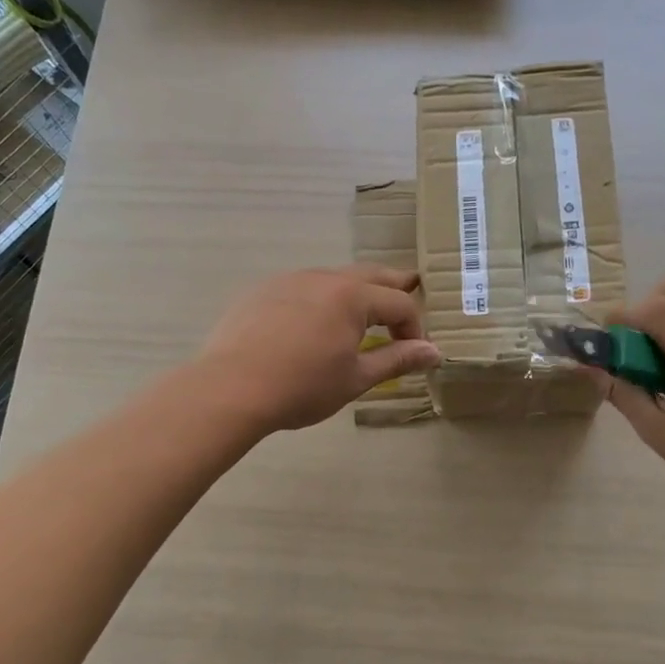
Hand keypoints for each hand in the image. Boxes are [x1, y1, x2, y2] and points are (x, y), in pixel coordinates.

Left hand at [196, 265, 441, 433]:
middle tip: (409, 291)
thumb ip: (397, 360)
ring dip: (355, 292)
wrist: (230, 388)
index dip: (414, 327)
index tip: (415, 353)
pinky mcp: (262, 291)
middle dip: (393, 287)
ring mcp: (288, 280)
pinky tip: (312, 322)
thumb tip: (434, 352)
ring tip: (361, 312)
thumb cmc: (302, 386)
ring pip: (333, 277)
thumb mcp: (356, 378)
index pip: (399, 304)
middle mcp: (323, 277)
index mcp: (352, 296)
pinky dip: (320, 298)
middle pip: (370, 275)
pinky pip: (302, 287)